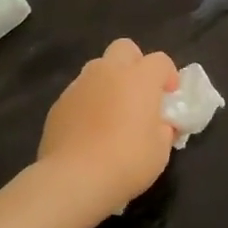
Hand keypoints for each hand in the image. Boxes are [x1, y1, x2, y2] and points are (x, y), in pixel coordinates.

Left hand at [38, 39, 179, 222]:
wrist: (75, 178)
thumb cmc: (128, 161)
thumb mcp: (161, 148)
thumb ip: (164, 127)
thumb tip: (160, 123)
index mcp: (139, 78)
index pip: (160, 60)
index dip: (168, 76)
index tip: (169, 98)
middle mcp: (108, 72)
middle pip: (124, 48)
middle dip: (135, 64)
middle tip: (139, 95)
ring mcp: (79, 85)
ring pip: (97, 69)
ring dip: (109, 83)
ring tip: (112, 114)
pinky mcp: (58, 104)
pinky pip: (79, 93)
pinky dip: (88, 103)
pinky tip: (89, 131)